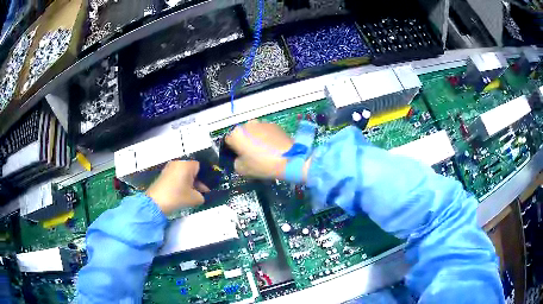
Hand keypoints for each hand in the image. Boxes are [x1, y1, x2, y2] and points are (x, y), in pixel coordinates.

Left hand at [146, 160, 209, 213]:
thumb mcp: (195, 199)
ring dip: (187, 183)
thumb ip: (202, 196)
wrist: (155, 203)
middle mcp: (177, 163)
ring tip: (189, 195)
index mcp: (186, 165)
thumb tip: (200, 195)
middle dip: (196, 181)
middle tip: (199, 193)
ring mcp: (168, 168)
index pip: (199, 166)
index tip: (205, 189)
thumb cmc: (177, 197)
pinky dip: (179, 183)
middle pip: (190, 170)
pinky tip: (180, 194)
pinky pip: (175, 176)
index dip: (203, 177)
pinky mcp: (162, 175)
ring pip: (182, 173)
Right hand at [226, 121, 303, 179]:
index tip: (239, 157)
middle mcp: (247, 125)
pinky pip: (265, 131)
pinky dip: (266, 137)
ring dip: (255, 139)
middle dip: (244, 142)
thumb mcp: (242, 169)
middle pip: (241, 134)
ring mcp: (262, 123)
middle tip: (251, 155)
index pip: (228, 141)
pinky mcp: (274, 125)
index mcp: (236, 134)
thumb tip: (239, 157)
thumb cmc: (262, 165)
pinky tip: (272, 148)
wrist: (289, 159)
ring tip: (264, 151)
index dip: (232, 150)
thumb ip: (235, 161)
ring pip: (254, 131)